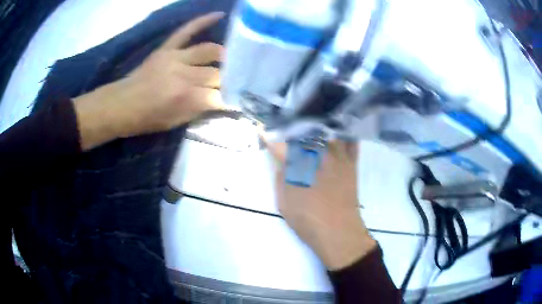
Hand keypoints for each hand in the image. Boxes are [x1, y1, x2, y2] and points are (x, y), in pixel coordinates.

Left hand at [73, 12, 224, 150]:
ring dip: (224, 55)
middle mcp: (183, 75)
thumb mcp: (174, 123)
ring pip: (209, 50)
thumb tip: (220, 101)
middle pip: (217, 73)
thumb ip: (198, 110)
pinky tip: (219, 14)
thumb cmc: (146, 119)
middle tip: (238, 82)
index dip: (231, 99)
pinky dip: (202, 21)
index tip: (239, 100)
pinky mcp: (166, 48)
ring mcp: (175, 57)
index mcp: (185, 98)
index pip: (219, 96)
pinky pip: (186, 30)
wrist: (120, 105)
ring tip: (232, 59)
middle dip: (229, 80)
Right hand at [267, 140, 376, 270]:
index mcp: (299, 165)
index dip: (271, 139)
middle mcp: (319, 155)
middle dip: (293, 129)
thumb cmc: (308, 219)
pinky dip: (345, 136)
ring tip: (310, 125)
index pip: (281, 145)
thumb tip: (282, 162)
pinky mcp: (351, 164)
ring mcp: (338, 157)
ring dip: (317, 128)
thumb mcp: (284, 201)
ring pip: (327, 133)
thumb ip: (281, 178)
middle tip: (287, 129)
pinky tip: (338, 132)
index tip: (264, 133)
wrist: (339, 232)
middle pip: (305, 132)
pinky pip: (350, 143)